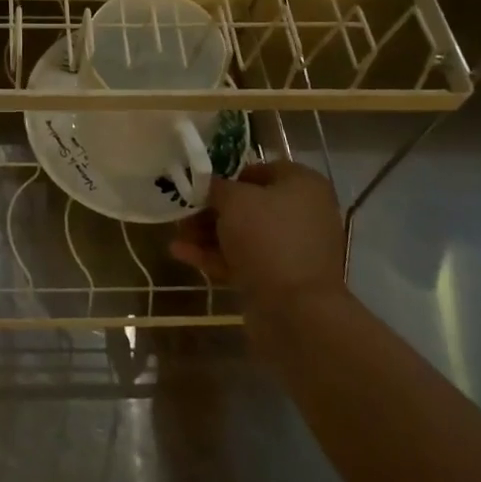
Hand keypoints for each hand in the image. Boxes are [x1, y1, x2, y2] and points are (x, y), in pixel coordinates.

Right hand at [169, 158, 347, 311]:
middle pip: (249, 205)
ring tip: (176, 236)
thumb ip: (215, 186)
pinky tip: (182, 254)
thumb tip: (207, 184)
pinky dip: (217, 256)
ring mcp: (293, 249)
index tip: (200, 183)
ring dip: (208, 234)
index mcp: (303, 185)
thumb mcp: (233, 200)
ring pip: (244, 235)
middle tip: (182, 212)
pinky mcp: (282, 279)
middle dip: (211, 209)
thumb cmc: (267, 238)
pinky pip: (245, 260)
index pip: (260, 169)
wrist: (297, 311)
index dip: (227, 174)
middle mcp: (304, 213)